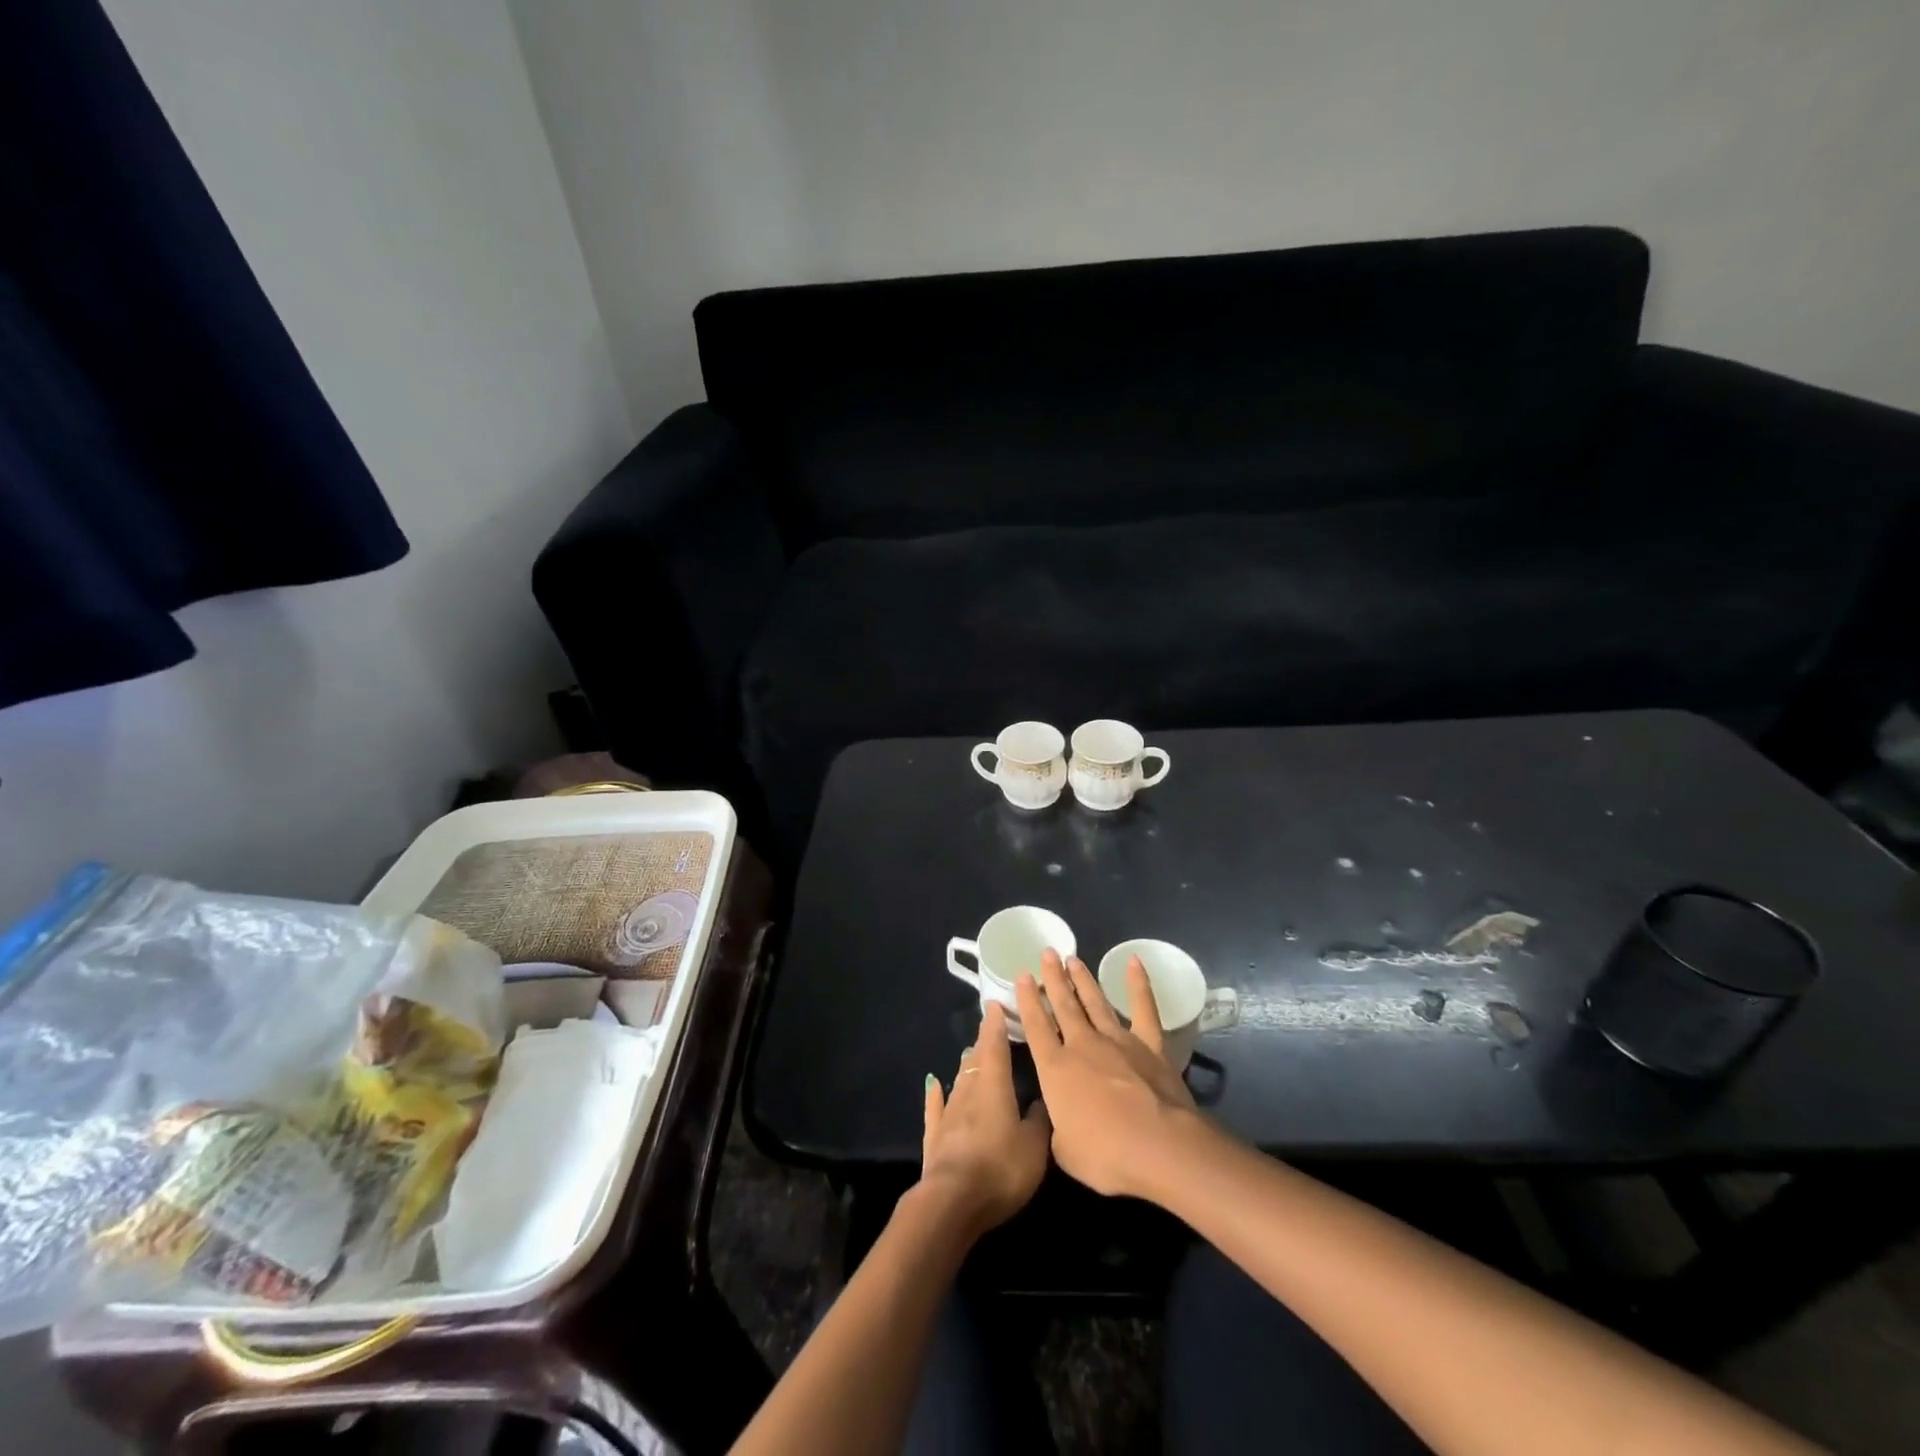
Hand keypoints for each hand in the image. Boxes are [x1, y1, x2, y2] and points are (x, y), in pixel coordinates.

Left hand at [917, 1002, 1051, 1235]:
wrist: (952, 1201)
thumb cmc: (1000, 1168)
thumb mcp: (1034, 1146)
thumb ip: (1040, 1119)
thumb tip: (1043, 1099)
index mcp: (994, 1086)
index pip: (995, 1046)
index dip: (996, 1026)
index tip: (995, 1005)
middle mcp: (969, 1091)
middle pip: (976, 1060)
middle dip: (984, 1042)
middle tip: (990, 1028)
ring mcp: (948, 1113)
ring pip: (959, 1080)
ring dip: (966, 1065)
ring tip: (971, 1052)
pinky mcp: (935, 1137)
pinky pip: (936, 1107)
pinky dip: (936, 1094)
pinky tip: (933, 1083)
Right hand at [1016, 949, 1198, 1198]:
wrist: (1159, 1146)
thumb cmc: (1106, 1155)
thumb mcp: (1065, 1150)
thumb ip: (1058, 1127)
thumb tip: (1062, 1117)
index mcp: (1055, 1069)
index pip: (1036, 1026)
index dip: (1027, 1000)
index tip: (1022, 976)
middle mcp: (1082, 1045)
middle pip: (1064, 1005)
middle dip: (1053, 978)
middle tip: (1047, 953)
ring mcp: (1118, 1041)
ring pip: (1095, 1002)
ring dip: (1083, 979)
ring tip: (1072, 958)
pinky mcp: (1150, 1045)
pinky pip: (1143, 1008)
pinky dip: (1138, 984)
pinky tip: (1134, 962)